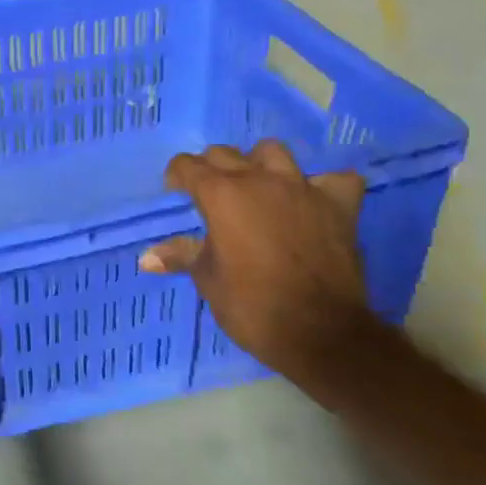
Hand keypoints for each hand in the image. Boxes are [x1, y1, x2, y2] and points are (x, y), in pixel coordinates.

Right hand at [140, 141, 371, 377]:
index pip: (188, 166)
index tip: (175, 193)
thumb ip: (181, 256)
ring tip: (257, 188)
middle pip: (225, 154)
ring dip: (260, 164)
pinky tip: (312, 201)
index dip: (177, 177)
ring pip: (274, 152)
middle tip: (209, 196)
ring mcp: (302, 189)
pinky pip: (334, 179)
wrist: (320, 332)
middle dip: (211, 168)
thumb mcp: (207, 279)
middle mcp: (260, 181)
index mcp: (221, 195)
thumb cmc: (251, 305)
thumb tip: (146, 258)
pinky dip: (321, 186)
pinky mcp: (339, 206)